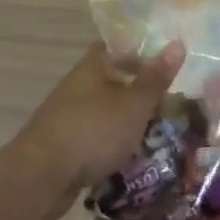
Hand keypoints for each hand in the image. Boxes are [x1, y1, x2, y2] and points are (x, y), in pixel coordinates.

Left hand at [12, 41, 184, 219]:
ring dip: (125, 119)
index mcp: (93, 67)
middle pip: (111, 79)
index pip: (117, 46)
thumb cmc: (93, 130)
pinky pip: (94, 136)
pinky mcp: (63, 145)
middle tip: (168, 101)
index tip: (164, 61)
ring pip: (104, 110)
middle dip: (137, 90)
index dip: (140, 50)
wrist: (41, 176)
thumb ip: (155, 78)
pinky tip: (130, 157)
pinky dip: (111, 143)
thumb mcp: (134, 104)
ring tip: (156, 131)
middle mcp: (78, 85)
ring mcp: (67, 116)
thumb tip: (178, 42)